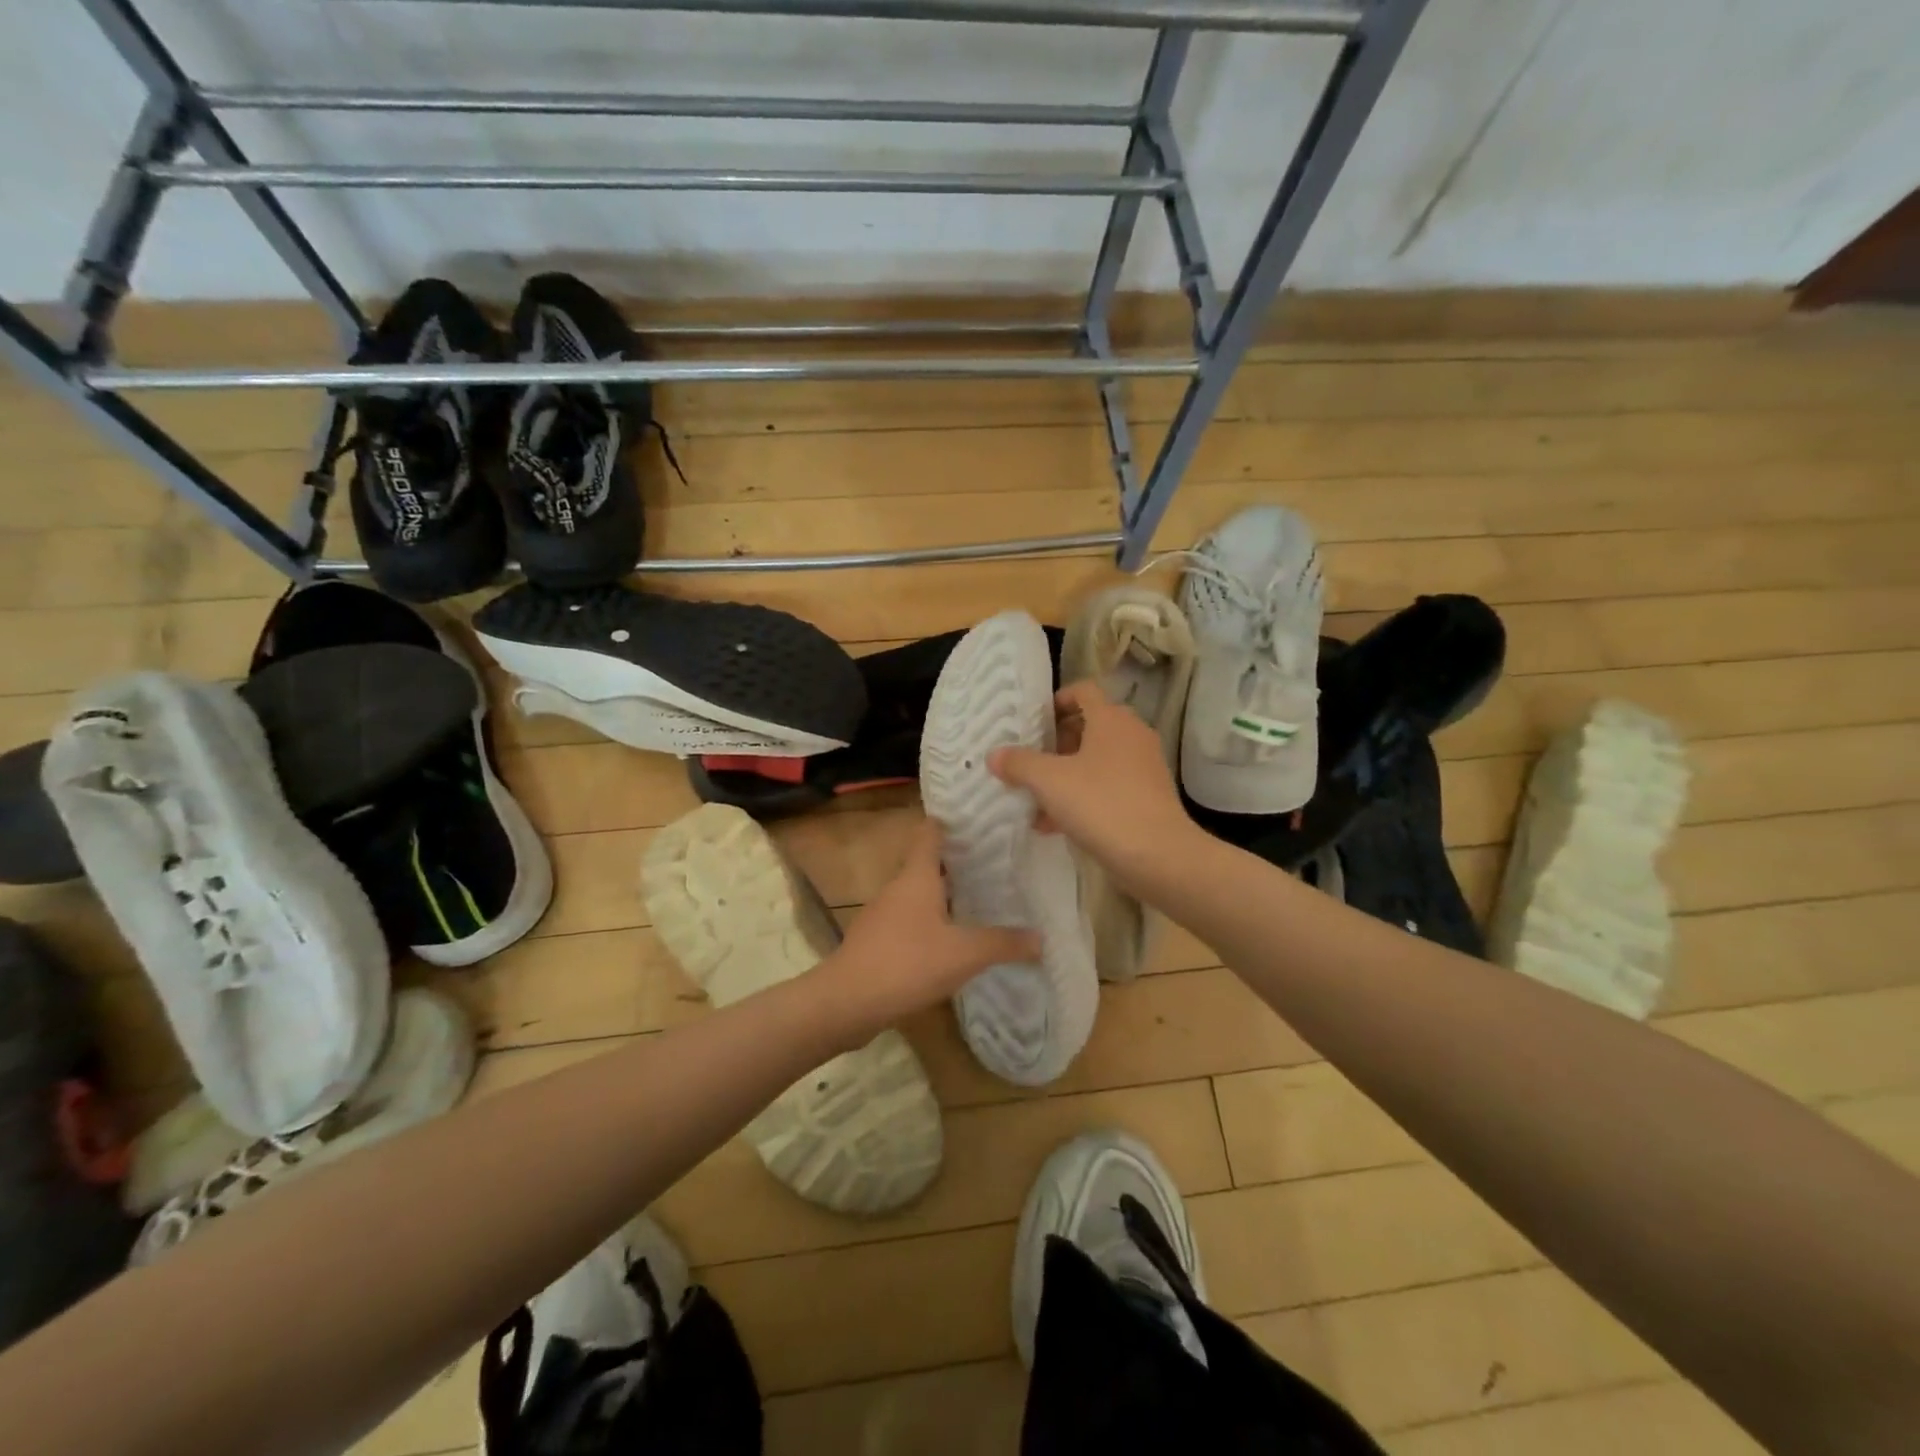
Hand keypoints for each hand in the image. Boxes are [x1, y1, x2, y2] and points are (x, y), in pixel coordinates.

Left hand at [820, 819, 1040, 1034]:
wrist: (846, 1002)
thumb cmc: (907, 963)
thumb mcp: (964, 954)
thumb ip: (1003, 943)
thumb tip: (1041, 938)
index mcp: (917, 877)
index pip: (930, 833)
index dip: (950, 822)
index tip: (977, 819)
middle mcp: (898, 888)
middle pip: (928, 864)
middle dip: (958, 863)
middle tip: (995, 864)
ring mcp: (883, 915)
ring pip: (919, 895)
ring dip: (945, 896)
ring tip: (980, 901)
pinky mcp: (876, 942)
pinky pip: (909, 922)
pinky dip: (931, 924)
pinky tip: (951, 942)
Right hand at [989, 679, 1196, 887]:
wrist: (1157, 854)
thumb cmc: (1101, 804)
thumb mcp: (1049, 781)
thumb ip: (1019, 764)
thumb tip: (994, 754)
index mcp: (1111, 719)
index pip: (1083, 691)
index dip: (1056, 700)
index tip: (1032, 722)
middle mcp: (1131, 734)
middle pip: (1089, 726)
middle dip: (1056, 743)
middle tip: (1029, 761)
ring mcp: (1143, 766)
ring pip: (1096, 761)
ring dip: (1065, 775)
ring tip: (1034, 798)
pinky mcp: (1147, 796)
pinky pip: (1107, 787)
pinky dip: (1082, 797)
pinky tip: (1052, 825)